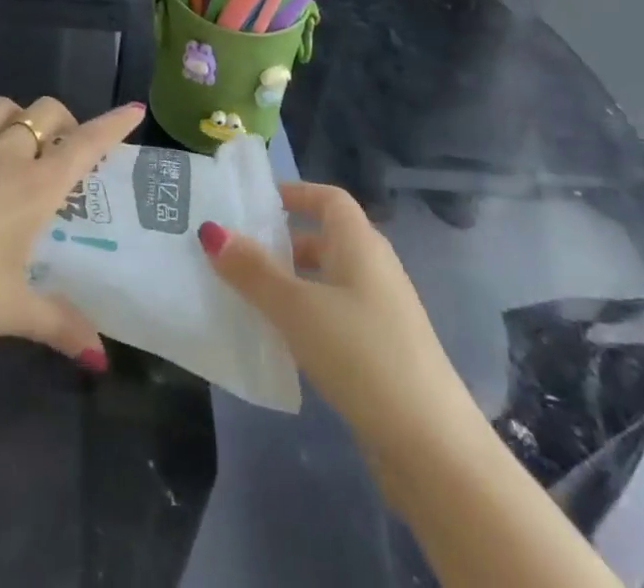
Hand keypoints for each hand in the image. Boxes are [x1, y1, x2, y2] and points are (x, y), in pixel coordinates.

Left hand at [0, 95, 145, 367]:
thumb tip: (100, 355)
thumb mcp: (11, 311)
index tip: (134, 110)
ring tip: (15, 135)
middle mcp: (4, 155)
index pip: (85, 145)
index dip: (113, 125)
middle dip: (61, 120)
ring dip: (14, 114)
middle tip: (60, 146)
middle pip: (44, 113)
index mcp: (34, 188)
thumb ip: (59, 324)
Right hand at [198, 181, 472, 448]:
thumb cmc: (361, 354)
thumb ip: (252, 270)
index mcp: (360, 244)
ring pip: (328, 281)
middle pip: (325, 239)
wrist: (433, 449)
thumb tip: (211, 230)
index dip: (294, 194)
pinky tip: (281, 341)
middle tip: (238, 252)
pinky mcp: (383, 354)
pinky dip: (307, 318)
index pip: (328, 198)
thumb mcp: (296, 306)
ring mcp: (382, 314)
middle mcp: (374, 269)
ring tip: (248, 296)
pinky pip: (335, 317)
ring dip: (291, 283)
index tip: (254, 205)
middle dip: (283, 242)